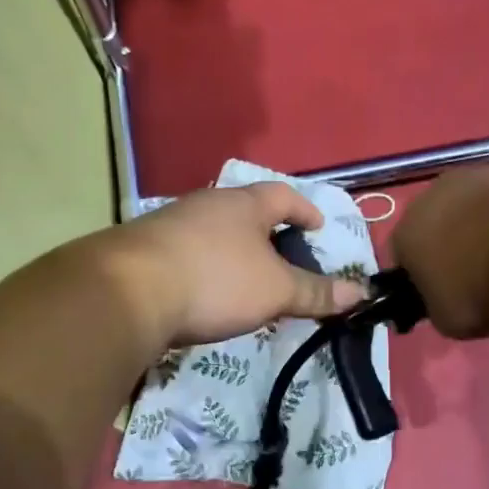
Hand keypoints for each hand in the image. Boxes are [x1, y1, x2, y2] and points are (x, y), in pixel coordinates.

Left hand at [101, 183, 366, 346]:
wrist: (128, 292)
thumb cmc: (215, 280)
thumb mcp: (275, 290)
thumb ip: (316, 292)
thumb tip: (360, 292)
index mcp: (243, 203)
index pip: (284, 195)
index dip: (305, 210)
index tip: (318, 227)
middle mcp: (205, 204)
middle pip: (245, 211)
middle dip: (267, 232)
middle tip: (283, 258)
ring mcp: (169, 224)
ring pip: (212, 232)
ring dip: (232, 252)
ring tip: (245, 280)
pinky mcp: (143, 250)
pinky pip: (186, 254)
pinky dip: (204, 268)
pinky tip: (203, 293)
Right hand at [390, 152, 488, 336]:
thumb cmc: (480, 290)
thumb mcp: (448, 320)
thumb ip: (440, 304)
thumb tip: (449, 300)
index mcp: (408, 232)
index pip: (404, 255)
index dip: (422, 276)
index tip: (444, 295)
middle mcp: (437, 193)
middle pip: (440, 218)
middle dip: (456, 240)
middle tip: (482, 273)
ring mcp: (483, 172)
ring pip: (481, 197)